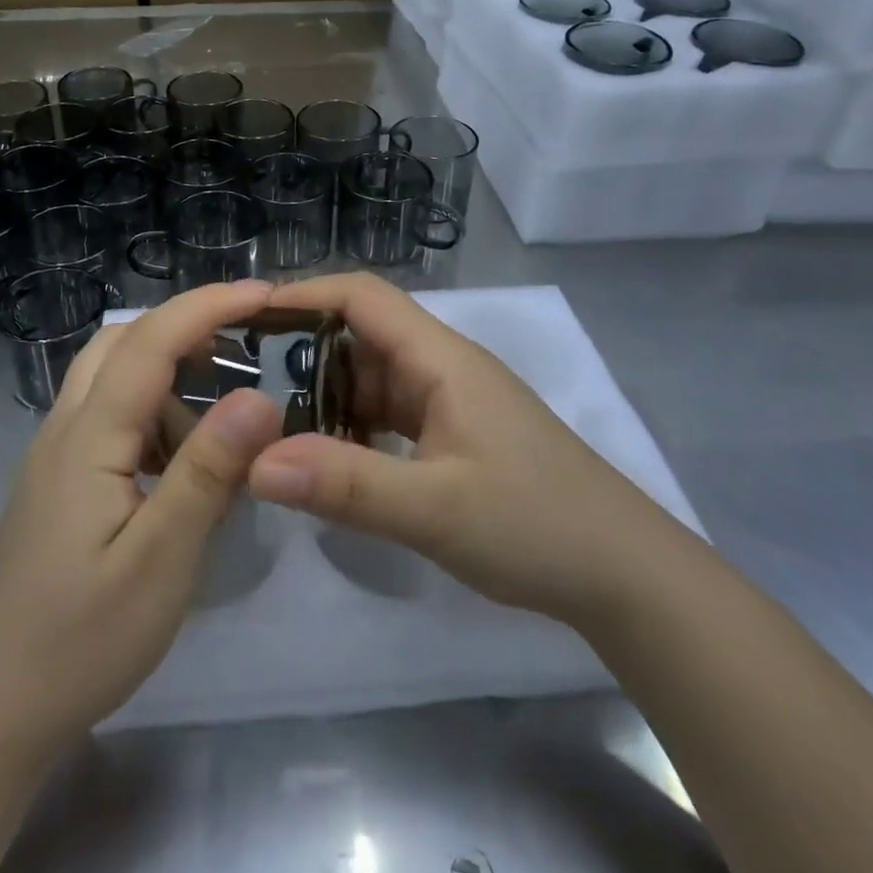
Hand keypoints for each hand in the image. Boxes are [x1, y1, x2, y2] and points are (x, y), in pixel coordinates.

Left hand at [0, 280, 285, 758]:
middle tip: (247, 345)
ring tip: (225, 421)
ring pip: (112, 378)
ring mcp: (57, 455)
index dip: (208, 306)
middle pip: (121, 342)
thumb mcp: (160, 560)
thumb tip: (260, 396)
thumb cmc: (79, 639)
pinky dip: (152, 416)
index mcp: (88, 436)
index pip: (150, 341)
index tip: (265, 293)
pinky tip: (183, 465)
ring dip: (169, 376)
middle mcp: (66, 428)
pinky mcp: (59, 482)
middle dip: (185, 326)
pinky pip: (109, 419)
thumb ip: (208, 472)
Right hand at [246, 274, 688, 625]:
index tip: (247, 316)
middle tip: (244, 380)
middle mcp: (442, 367)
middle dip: (302, 350)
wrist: (628, 578)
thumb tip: (255, 462)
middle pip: (361, 334)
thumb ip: (344, 484)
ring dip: (326, 395)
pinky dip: (352, 426)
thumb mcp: (434, 509)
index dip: (303, 294)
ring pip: (371, 377)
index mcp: (440, 359)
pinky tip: (329, 459)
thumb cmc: (537, 526)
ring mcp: (450, 402)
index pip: (362, 296)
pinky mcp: (454, 434)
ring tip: (272, 424)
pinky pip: (388, 413)